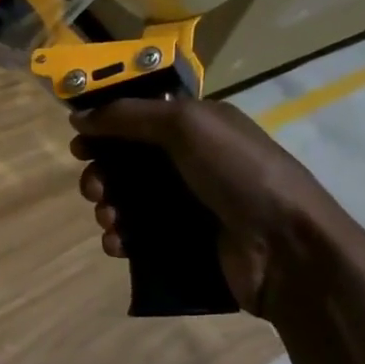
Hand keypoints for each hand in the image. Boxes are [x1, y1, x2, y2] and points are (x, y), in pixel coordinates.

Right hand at [70, 97, 364, 318]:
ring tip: (109, 220)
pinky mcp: (183, 244)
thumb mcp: (187, 125)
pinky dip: (120, 239)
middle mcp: (191, 164)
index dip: (105, 129)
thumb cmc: (239, 173)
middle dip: (101, 174)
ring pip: (128, 202)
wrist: (286, 247)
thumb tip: (78, 116)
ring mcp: (188, 206)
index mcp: (197, 128)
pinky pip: (138, 238)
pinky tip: (118, 245)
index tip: (80, 144)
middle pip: (127, 164)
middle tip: (94, 188)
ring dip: (107, 208)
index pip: (139, 120)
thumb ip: (129, 116)